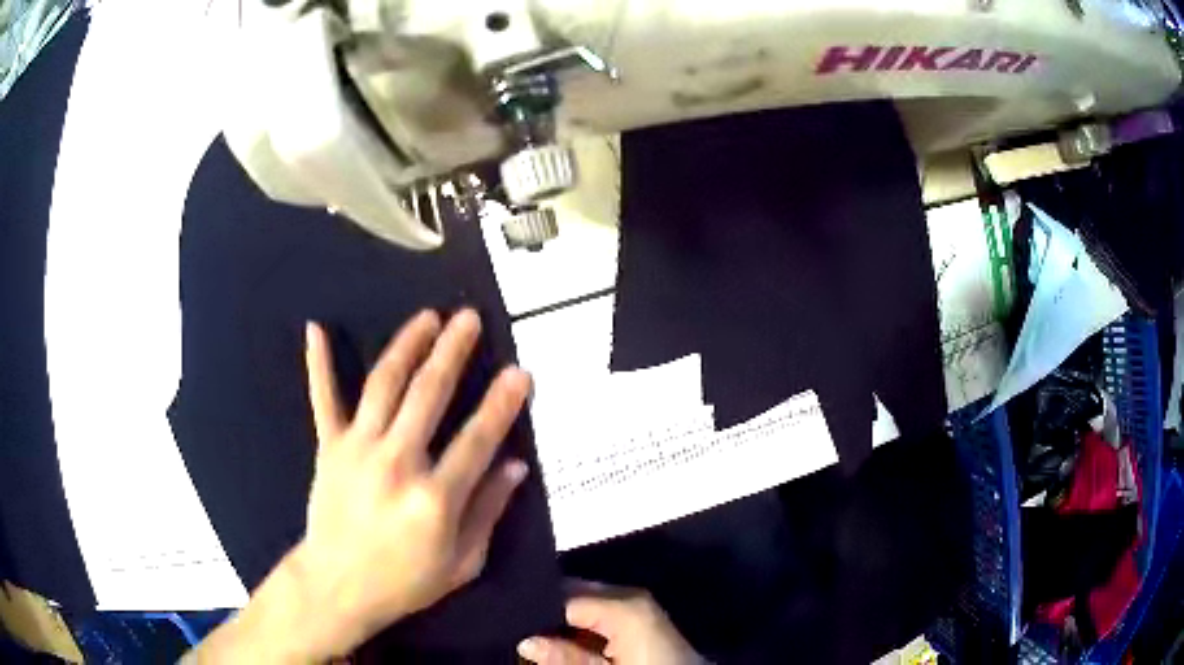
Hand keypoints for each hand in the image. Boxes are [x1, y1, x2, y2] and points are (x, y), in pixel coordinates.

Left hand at [192, 309, 531, 662]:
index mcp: (435, 498)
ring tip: (427, 317)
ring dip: (407, 346)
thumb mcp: (462, 563)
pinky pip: (323, 399)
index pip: (478, 439)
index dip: (502, 403)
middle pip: (428, 396)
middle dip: (452, 352)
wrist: (338, 585)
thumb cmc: (405, 581)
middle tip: (468, 318)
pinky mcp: (328, 448)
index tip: (520, 372)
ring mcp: (357, 451)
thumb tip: (515, 465)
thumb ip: (488, 511)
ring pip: (384, 386)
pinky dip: (319, 364)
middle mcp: (396, 464)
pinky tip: (317, 329)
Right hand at [517, 582, 704, 664]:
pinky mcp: (638, 615)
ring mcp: (635, 602)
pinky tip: (564, 638)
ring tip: (533, 633)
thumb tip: (526, 641)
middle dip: (546, 610)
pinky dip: (579, 622)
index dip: (534, 608)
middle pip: (573, 592)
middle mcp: (628, 595)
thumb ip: (567, 658)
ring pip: (583, 601)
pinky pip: (598, 610)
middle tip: (517, 628)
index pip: (563, 595)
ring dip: (561, 618)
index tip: (509, 621)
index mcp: (623, 605)